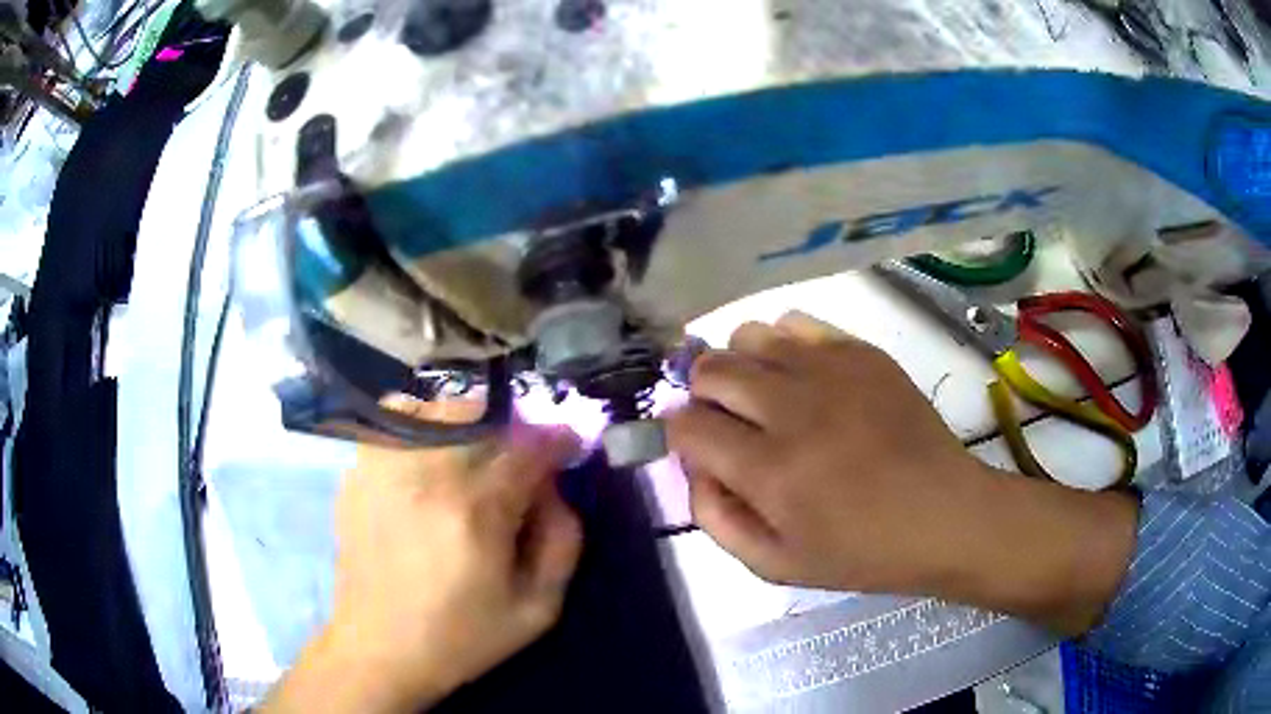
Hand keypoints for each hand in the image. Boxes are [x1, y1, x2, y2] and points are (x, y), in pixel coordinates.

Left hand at [263, 399, 582, 713]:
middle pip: (480, 413)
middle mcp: (427, 475)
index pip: (528, 445)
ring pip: (436, 408)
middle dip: (512, 428)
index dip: (556, 439)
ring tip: (474, 454)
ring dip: (468, 421)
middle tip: (519, 458)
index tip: (566, 447)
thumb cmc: (461, 637)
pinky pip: (395, 424)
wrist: (378, 649)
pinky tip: (429, 460)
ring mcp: (384, 468)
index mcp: (476, 511)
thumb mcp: (537, 609)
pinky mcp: (358, 474)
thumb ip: (563, 541)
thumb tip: (555, 489)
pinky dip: (422, 426)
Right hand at [667, 312, 1137, 634]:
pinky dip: (781, 343)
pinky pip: (795, 322)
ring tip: (759, 393)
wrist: (944, 516)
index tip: (695, 446)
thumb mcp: (775, 565)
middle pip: (709, 369)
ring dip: (739, 364)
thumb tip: (694, 467)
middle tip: (723, 420)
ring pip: (747, 336)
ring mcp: (830, 370)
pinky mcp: (861, 351)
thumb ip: (717, 518)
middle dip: (700, 394)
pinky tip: (798, 373)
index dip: (677, 434)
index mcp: (770, 470)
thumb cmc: (861, 551)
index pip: (686, 426)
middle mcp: (793, 408)